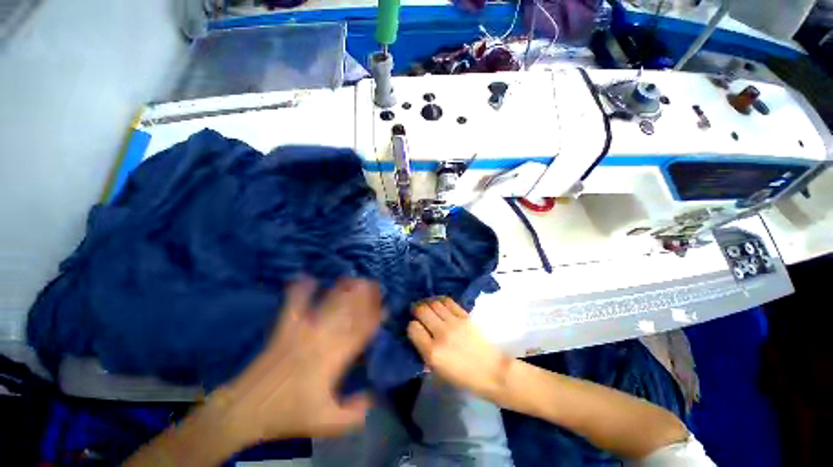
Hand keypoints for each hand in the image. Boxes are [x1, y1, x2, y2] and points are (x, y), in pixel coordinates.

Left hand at [215, 278, 382, 443]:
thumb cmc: (289, 415)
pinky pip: (294, 305)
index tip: (386, 305)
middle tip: (374, 283)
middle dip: (364, 296)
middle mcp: (322, 338)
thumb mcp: (326, 423)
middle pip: (348, 312)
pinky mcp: (285, 328)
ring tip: (353, 277)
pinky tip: (306, 277)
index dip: (376, 317)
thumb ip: (354, 413)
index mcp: (334, 358)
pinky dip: (300, 290)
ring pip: (327, 305)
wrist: (246, 410)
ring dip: (342, 290)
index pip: (362, 331)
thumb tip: (374, 395)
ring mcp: (302, 330)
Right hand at [407, 298, 512, 402]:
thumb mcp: (438, 370)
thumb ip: (425, 351)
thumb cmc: (463, 377)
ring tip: (427, 305)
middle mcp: (441, 334)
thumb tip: (417, 334)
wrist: (491, 371)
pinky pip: (448, 301)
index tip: (414, 327)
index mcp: (432, 352)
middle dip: (416, 309)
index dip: (411, 326)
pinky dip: (440, 300)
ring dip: (427, 303)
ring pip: (434, 303)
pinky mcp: (465, 316)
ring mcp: (454, 323)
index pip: (413, 328)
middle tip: (417, 311)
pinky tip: (439, 303)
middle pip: (422, 311)